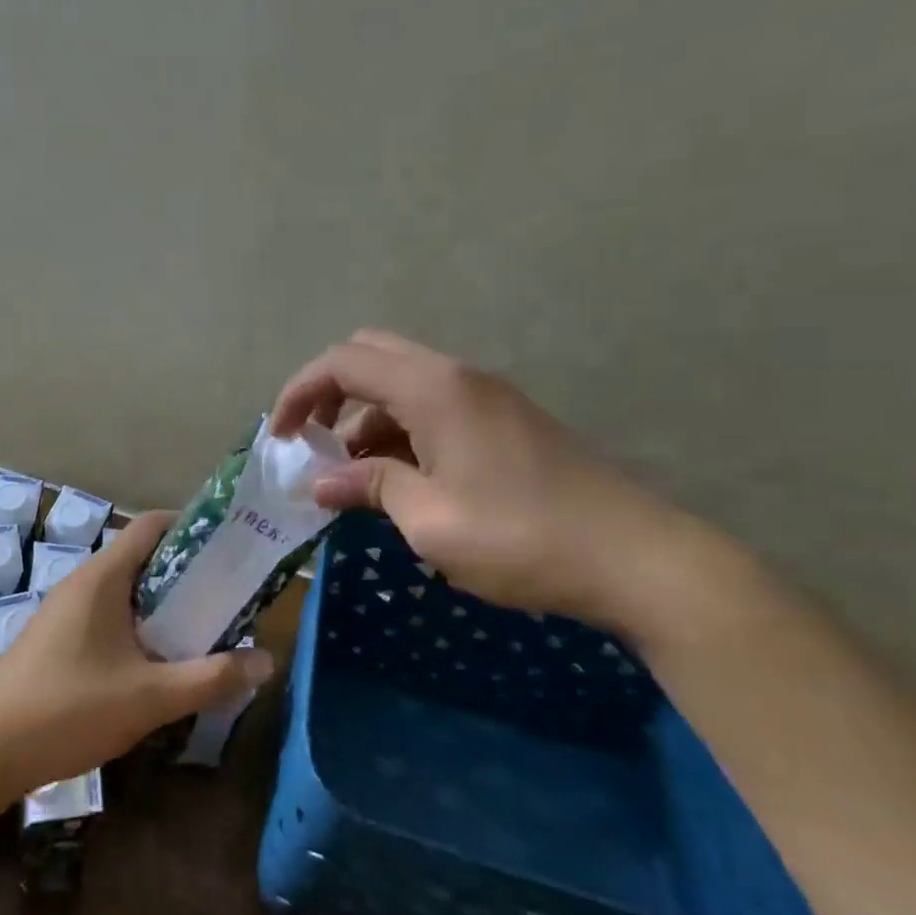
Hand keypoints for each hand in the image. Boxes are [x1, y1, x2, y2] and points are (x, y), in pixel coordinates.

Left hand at [0, 510, 274, 792]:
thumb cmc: (68, 710)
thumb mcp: (150, 697)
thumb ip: (210, 678)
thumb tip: (266, 661)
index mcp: (102, 577)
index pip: (152, 525)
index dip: (193, 527)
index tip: (231, 548)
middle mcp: (82, 583)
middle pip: (142, 558)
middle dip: (187, 573)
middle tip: (228, 596)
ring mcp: (65, 612)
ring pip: (125, 591)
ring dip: (163, 604)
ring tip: (202, 630)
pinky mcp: (56, 640)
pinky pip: (108, 616)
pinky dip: (138, 626)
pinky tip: (156, 663)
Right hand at [271, 330, 693, 627]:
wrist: (637, 559)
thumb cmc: (521, 538)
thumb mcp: (429, 519)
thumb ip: (369, 487)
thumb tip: (320, 484)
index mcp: (434, 389)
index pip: (344, 362)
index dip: (299, 392)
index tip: (278, 437)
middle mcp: (458, 376)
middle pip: (372, 355)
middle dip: (329, 392)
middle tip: (311, 442)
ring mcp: (487, 396)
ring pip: (402, 383)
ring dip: (365, 416)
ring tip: (349, 475)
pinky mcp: (505, 421)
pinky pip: (433, 406)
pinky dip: (399, 429)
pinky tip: (397, 479)